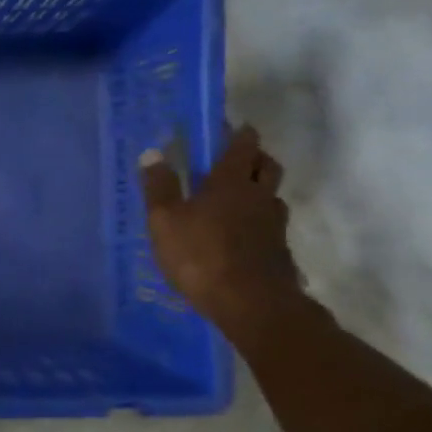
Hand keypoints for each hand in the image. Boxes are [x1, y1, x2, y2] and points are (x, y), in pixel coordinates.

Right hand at [140, 125, 302, 339]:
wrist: (251, 303)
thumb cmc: (201, 255)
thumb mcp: (165, 221)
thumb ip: (159, 187)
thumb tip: (152, 153)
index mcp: (230, 182)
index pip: (242, 146)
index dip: (238, 133)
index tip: (232, 127)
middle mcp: (259, 196)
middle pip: (267, 165)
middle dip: (255, 156)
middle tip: (238, 157)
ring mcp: (274, 224)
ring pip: (272, 195)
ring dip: (259, 189)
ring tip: (238, 197)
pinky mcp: (279, 250)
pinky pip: (270, 224)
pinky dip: (259, 220)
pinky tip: (243, 233)